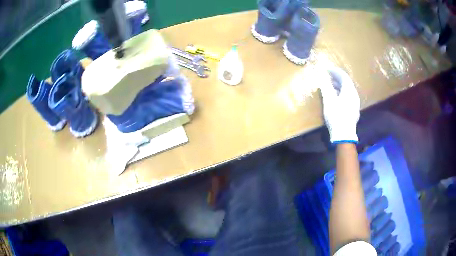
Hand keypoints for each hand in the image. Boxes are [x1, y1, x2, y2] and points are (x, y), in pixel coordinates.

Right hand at [320, 66, 359, 143]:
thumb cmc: (336, 116)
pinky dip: (342, 93)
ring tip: (330, 86)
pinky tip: (336, 97)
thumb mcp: (329, 100)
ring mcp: (356, 103)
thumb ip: (326, 87)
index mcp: (349, 90)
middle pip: (346, 82)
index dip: (334, 71)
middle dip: (337, 78)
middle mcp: (354, 94)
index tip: (326, 69)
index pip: (343, 76)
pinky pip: (348, 96)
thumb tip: (322, 76)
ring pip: (348, 90)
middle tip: (328, 76)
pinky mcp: (354, 109)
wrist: (344, 134)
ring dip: (339, 85)